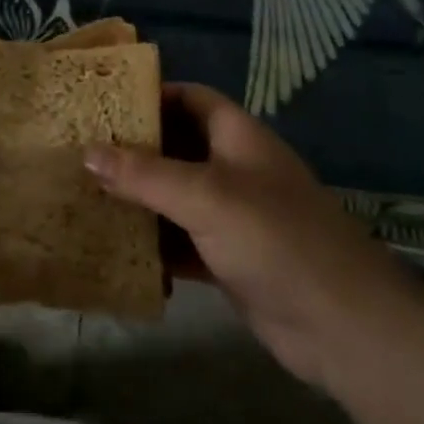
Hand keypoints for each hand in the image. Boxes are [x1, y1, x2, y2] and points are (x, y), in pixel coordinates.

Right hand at [85, 82, 418, 387]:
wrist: (345, 329)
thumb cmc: (276, 239)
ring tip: (83, 196)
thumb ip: (145, 174)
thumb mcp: (206, 197)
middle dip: (132, 150)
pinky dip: (152, 244)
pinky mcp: (228, 260)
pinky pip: (180, 241)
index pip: (189, 98)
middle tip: (79, 151)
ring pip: (174, 197)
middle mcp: (233, 169)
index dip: (150, 95)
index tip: (101, 104)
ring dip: (137, 199)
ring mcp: (232, 216)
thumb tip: (86, 152)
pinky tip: (113, 248)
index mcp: (237, 137)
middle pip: (176, 147)